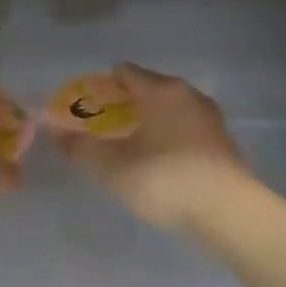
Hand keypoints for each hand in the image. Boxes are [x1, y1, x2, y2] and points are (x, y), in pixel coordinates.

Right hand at [47, 64, 248, 232]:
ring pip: (171, 110)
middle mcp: (189, 95)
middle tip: (104, 132)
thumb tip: (55, 132)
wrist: (229, 213)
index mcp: (161, 90)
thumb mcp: (113, 168)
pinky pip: (187, 130)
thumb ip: (81, 148)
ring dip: (150, 123)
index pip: (125, 73)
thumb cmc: (165, 181)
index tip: (87, 110)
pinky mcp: (224, 143)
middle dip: (125, 106)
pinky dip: (171, 139)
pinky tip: (162, 165)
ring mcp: (211, 118)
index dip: (102, 88)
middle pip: (149, 89)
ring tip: (132, 150)